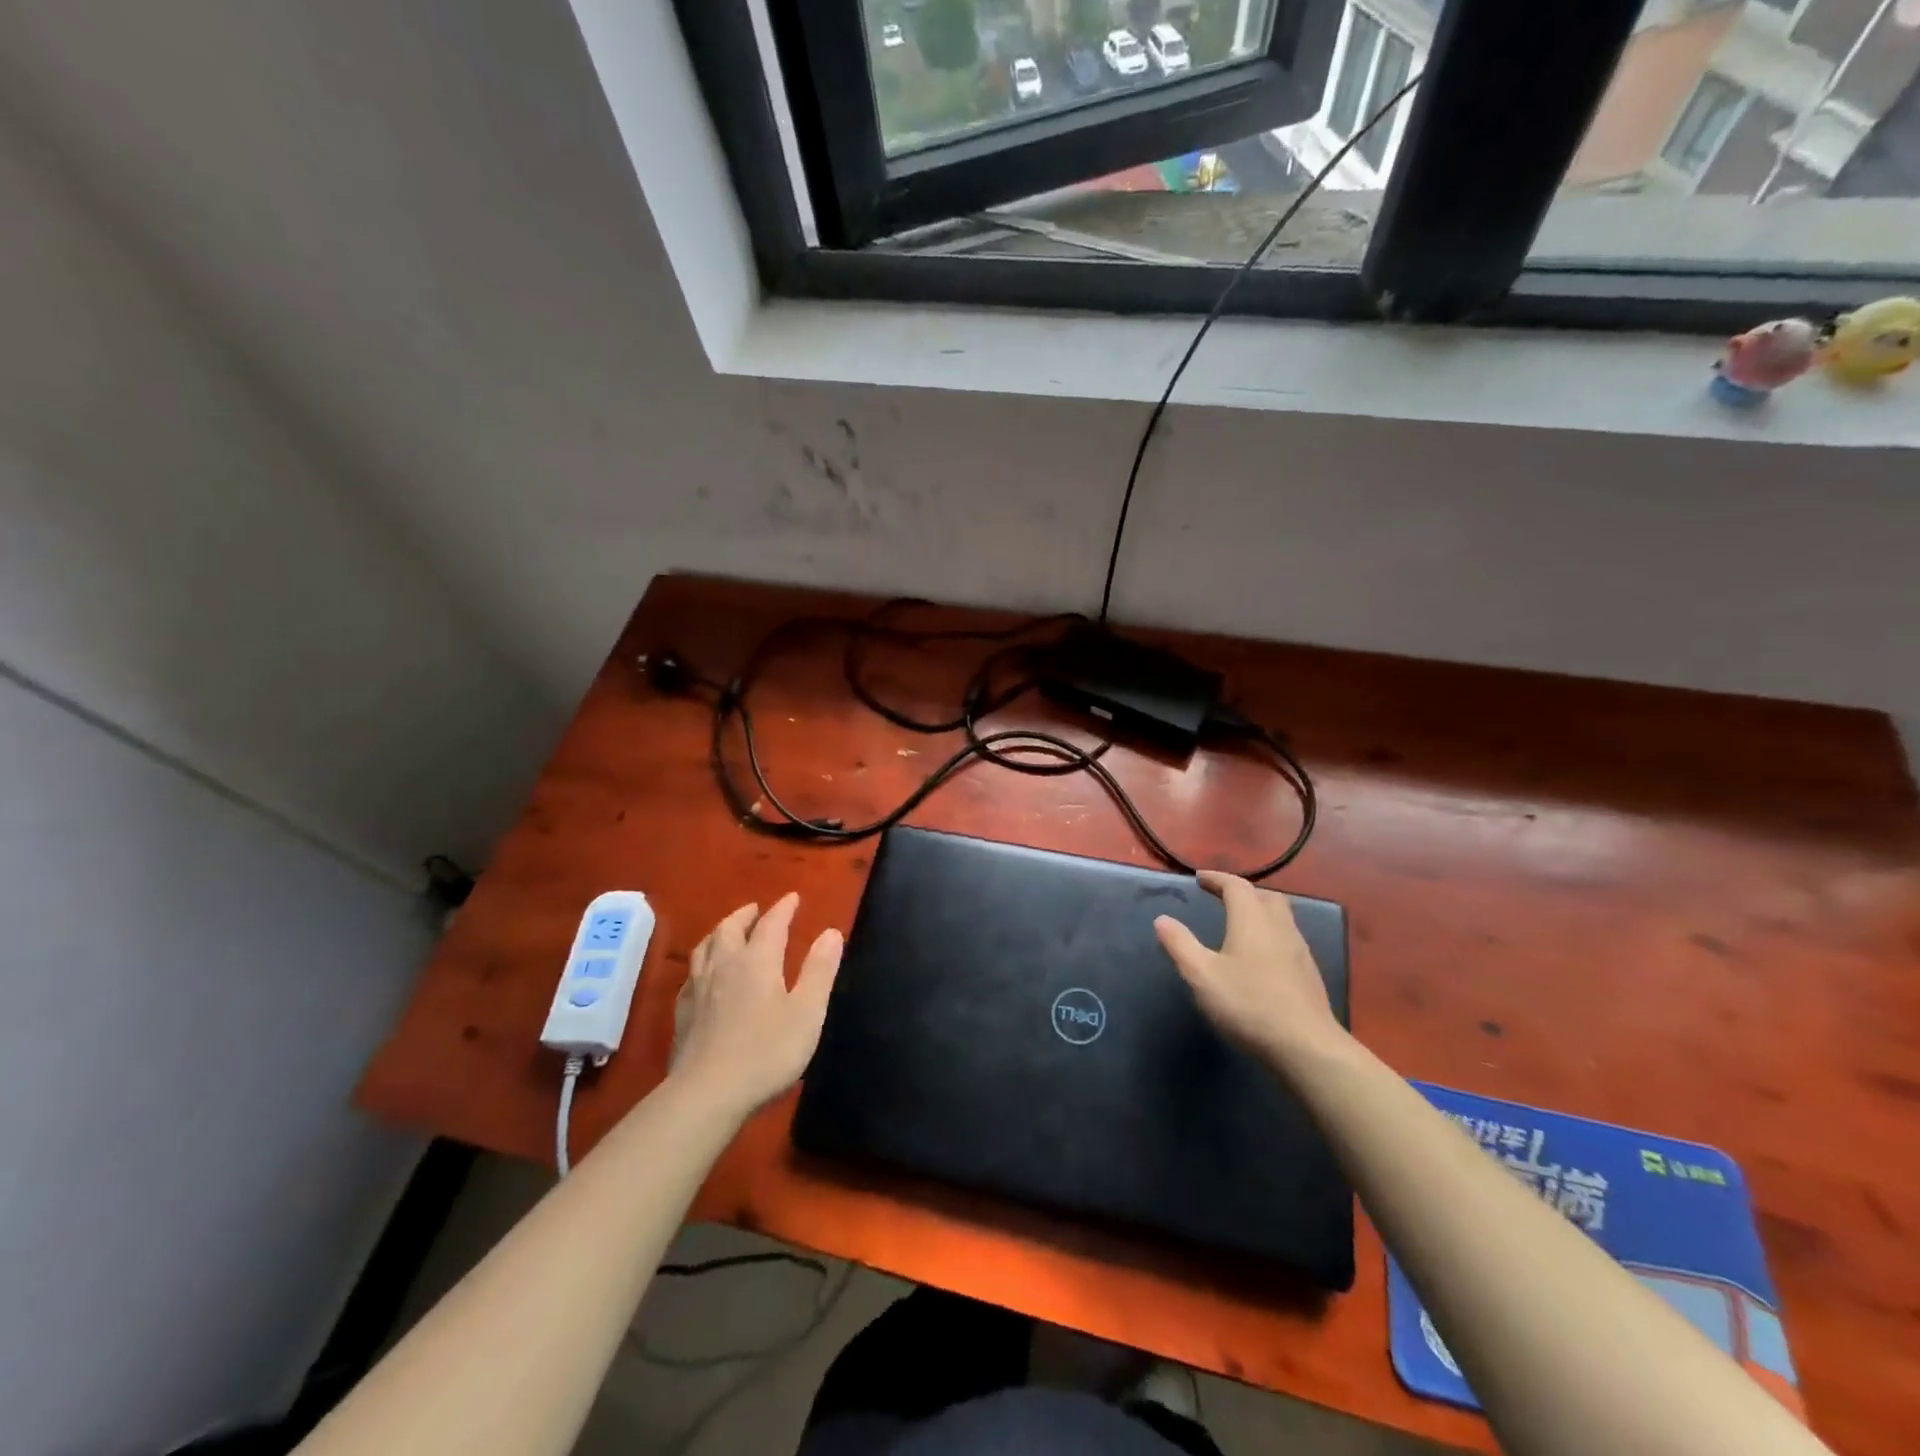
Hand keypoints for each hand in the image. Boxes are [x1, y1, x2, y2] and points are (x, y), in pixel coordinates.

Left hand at [671, 893, 842, 1121]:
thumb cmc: (766, 1052)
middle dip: (746, 915)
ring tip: (729, 931)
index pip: (771, 924)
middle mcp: (725, 966)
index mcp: (757, 961)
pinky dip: (702, 962)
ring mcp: (698, 989)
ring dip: (720, 932)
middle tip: (756, 909)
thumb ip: (819, 970)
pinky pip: (691, 974)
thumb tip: (832, 932)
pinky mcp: (683, 1013)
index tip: (793, 898)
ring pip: (706, 947)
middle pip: (731, 929)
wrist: (707, 1094)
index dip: (783, 909)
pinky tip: (703, 974)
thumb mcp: (807, 1012)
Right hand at [1154, 871, 1346, 1070]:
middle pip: (1264, 896)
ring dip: (1259, 912)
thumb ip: (1180, 944)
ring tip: (1240, 924)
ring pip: (1281, 917)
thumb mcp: (1202, 975)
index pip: (1236, 886)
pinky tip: (1261, 957)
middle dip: (1242, 892)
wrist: (1306, 1047)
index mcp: (1252, 920)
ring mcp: (1299, 950)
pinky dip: (1271, 934)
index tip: (1200, 878)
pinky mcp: (1309, 974)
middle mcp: (1279, 927)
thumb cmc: (1248, 1004)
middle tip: (1221, 897)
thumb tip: (1162, 919)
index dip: (1217, 879)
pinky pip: (1288, 939)